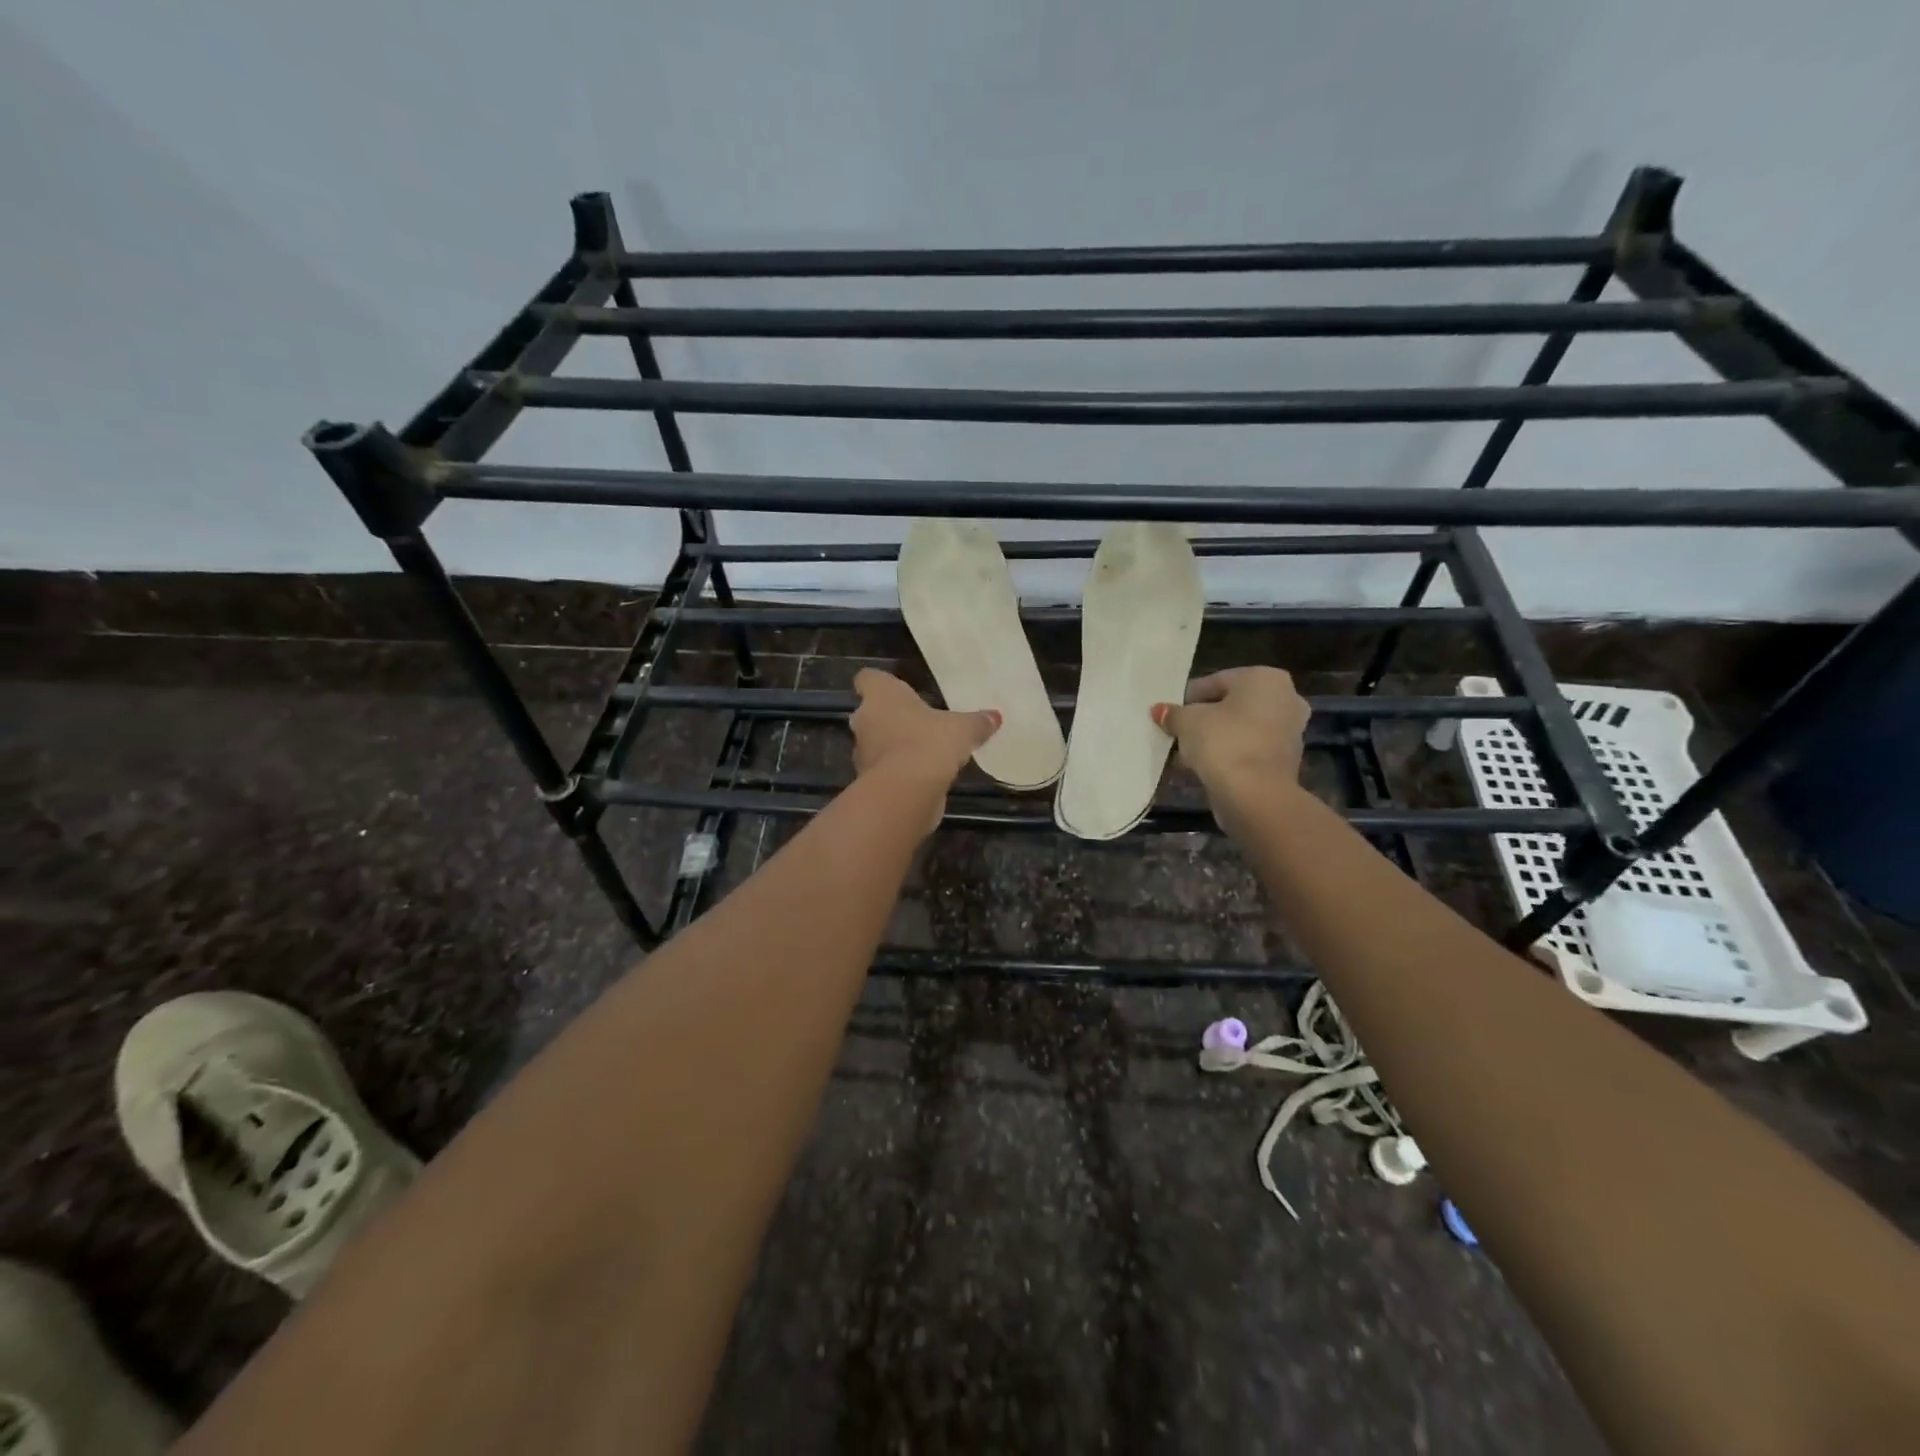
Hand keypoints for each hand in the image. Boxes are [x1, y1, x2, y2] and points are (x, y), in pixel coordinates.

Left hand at [850, 668, 999, 809]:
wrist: (906, 792)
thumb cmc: (929, 743)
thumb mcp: (963, 729)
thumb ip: (977, 722)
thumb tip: (995, 717)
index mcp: (881, 696)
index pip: (869, 678)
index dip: (881, 683)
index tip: (899, 690)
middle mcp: (865, 720)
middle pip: (872, 712)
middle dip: (892, 718)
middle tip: (919, 722)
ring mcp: (862, 753)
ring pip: (876, 743)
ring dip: (894, 747)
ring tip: (925, 752)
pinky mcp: (868, 781)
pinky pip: (884, 769)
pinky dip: (899, 772)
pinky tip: (923, 776)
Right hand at [1152, 668, 1309, 807]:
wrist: (1256, 795)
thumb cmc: (1223, 743)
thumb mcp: (1187, 722)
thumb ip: (1173, 714)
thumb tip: (1160, 711)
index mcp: (1264, 678)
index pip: (1214, 682)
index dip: (1187, 699)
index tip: (1169, 715)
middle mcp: (1285, 698)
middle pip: (1230, 706)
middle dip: (1203, 720)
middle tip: (1177, 734)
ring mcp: (1290, 731)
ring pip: (1240, 730)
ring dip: (1214, 740)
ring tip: (1185, 755)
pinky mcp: (1286, 761)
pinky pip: (1248, 750)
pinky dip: (1228, 756)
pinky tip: (1203, 769)